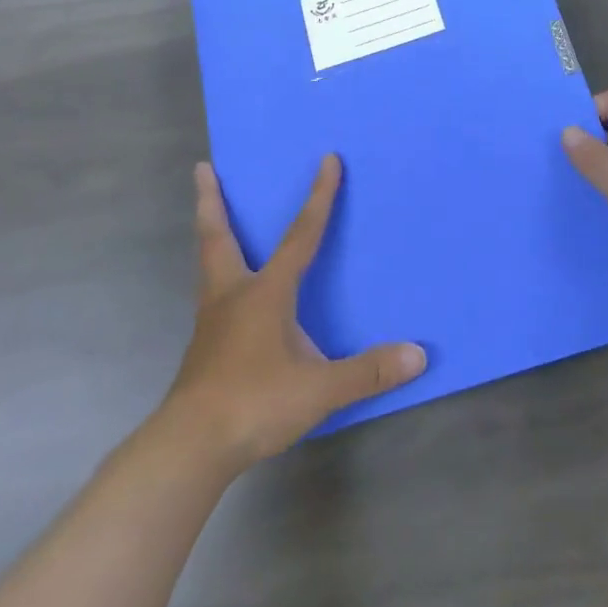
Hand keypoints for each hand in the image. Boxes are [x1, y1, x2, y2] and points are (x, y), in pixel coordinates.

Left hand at [165, 156, 425, 471]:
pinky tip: (229, 296)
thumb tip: (417, 355)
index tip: (328, 159)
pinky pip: (211, 295)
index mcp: (266, 292)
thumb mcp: (319, 390)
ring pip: (209, 264)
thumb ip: (367, 372)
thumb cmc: (254, 403)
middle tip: (203, 169)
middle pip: (218, 236)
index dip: (319, 197)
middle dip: (211, 201)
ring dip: (211, 235)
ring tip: (211, 220)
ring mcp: (211, 321)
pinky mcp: (203, 347)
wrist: (190, 447)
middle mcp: (233, 294)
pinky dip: (216, 276)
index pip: (300, 235)